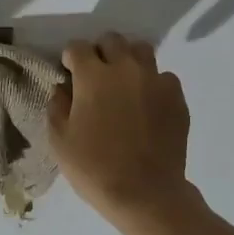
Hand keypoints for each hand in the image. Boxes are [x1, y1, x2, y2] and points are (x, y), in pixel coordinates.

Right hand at [48, 33, 192, 223]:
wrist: (146, 194)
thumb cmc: (95, 168)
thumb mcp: (60, 141)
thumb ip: (57, 106)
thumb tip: (63, 88)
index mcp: (93, 77)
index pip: (77, 47)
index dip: (70, 58)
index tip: (69, 73)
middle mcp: (125, 69)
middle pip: (112, 40)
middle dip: (100, 52)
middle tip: (97, 76)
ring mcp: (155, 80)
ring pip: (141, 50)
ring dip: (128, 60)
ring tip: (124, 84)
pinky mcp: (176, 97)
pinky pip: (164, 76)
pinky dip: (153, 83)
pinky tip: (147, 104)